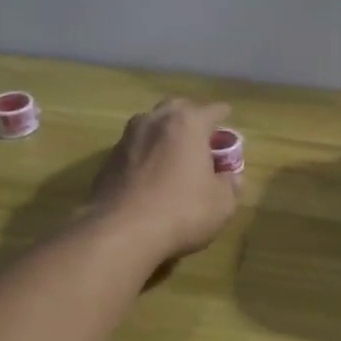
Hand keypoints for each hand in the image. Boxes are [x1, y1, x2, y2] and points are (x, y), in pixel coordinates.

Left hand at [88, 98, 240, 265]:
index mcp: (187, 123)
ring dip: (165, 131)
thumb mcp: (221, 204)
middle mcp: (155, 121)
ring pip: (151, 123)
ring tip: (174, 150)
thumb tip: (231, 177)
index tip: (227, 117)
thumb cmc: (181, 211)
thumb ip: (230, 185)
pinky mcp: (109, 158)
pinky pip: (135, 146)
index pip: (212, 110)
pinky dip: (146, 151)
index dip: (223, 114)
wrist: (120, 231)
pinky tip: (151, 170)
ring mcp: (128, 137)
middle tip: (201, 134)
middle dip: (191, 116)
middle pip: (177, 108)